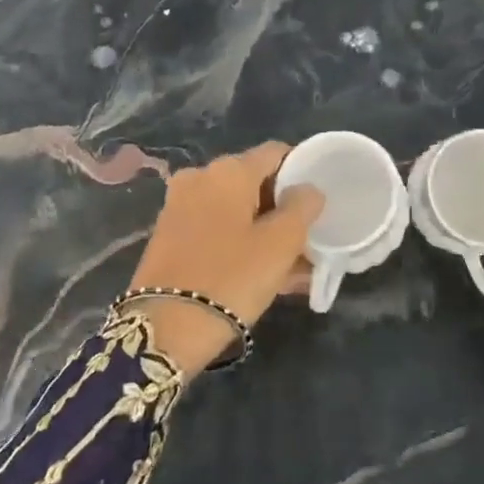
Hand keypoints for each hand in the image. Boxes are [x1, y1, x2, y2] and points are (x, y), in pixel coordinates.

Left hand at [129, 142, 323, 374]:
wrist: (164, 329)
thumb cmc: (232, 277)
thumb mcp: (281, 243)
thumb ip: (302, 207)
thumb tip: (307, 190)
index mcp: (228, 170)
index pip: (276, 154)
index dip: (302, 172)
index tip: (318, 202)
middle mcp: (200, 177)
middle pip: (254, 183)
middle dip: (282, 210)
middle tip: (307, 241)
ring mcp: (179, 206)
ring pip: (235, 211)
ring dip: (263, 232)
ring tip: (292, 268)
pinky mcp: (169, 236)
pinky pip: (216, 230)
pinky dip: (239, 244)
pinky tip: (261, 274)